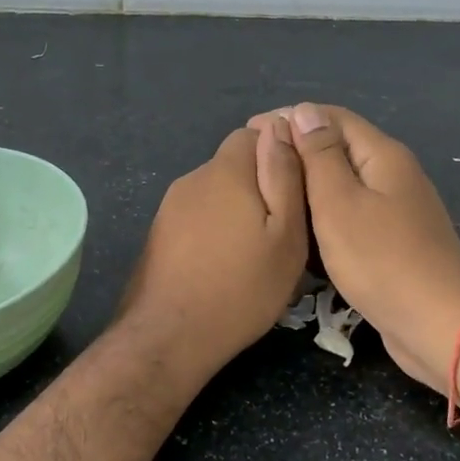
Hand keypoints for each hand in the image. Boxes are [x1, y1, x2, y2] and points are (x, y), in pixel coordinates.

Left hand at [114, 118, 308, 379]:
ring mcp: (171, 206)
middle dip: (260, 184)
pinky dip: (216, 229)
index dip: (281, 153)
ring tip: (256, 250)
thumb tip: (279, 125)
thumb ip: (284, 175)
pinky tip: (225, 263)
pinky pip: (198, 215)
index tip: (300, 188)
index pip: (255, 132)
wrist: (171, 335)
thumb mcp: (285, 234)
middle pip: (235, 163)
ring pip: (216, 191)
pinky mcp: (160, 232)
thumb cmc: (242, 287)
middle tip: (283, 228)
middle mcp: (194, 178)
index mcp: (226, 171)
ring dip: (237, 209)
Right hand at [260, 103, 459, 393]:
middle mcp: (393, 173)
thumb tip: (305, 111)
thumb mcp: (339, 202)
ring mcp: (397, 208)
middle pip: (339, 147)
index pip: (332, 117)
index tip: (252, 130)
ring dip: (309, 184)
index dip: (291, 117)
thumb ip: (320, 155)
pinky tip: (301, 228)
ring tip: (271, 195)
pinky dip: (324, 213)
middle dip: (297, 150)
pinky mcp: (394, 239)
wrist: (439, 325)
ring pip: (344, 183)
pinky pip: (352, 212)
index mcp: (383, 155)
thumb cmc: (382, 260)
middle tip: (254, 167)